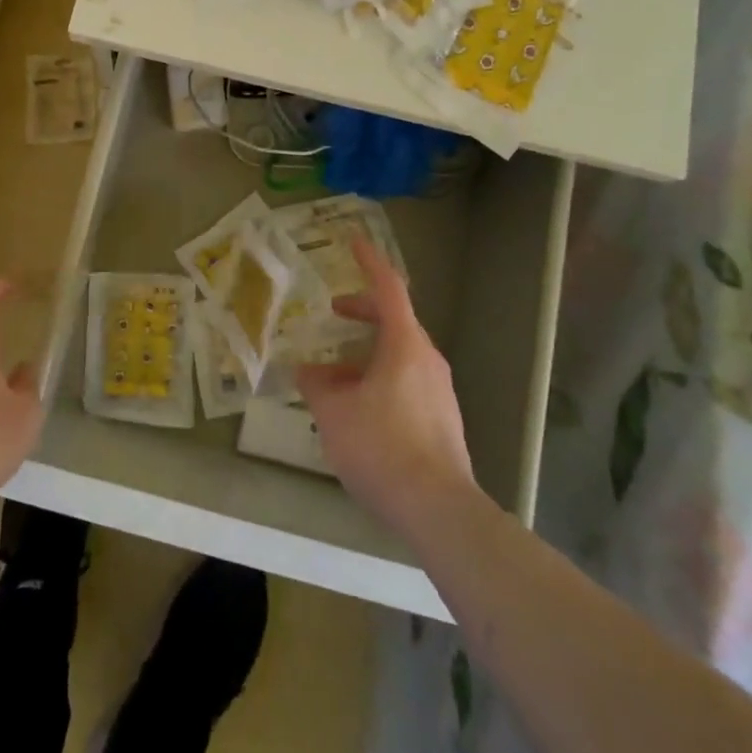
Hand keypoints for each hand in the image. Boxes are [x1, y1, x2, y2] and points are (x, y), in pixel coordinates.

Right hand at [297, 239, 483, 545]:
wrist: (438, 510)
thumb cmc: (382, 447)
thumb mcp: (334, 413)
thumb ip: (317, 385)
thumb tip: (308, 370)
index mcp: (405, 345)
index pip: (387, 288)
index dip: (369, 262)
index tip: (354, 242)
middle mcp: (428, 360)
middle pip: (395, 321)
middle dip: (362, 312)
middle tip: (335, 313)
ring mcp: (440, 391)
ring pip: (400, 355)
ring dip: (367, 353)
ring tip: (335, 374)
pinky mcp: (443, 420)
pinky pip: (408, 382)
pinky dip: (380, 378)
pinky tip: (358, 408)